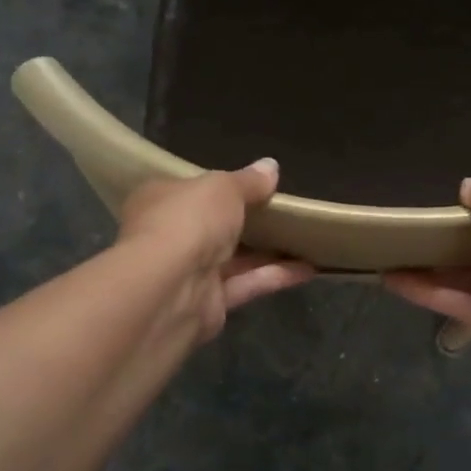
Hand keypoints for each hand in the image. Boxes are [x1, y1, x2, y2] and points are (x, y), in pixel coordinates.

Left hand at [116, 159, 315, 342]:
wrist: (170, 288)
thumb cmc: (188, 221)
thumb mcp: (223, 188)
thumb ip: (249, 181)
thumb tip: (271, 167)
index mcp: (160, 200)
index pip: (189, 191)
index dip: (218, 188)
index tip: (251, 185)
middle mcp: (170, 237)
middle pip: (212, 226)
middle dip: (246, 221)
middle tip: (285, 211)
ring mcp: (188, 273)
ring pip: (233, 258)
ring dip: (268, 251)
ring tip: (305, 239)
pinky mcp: (210, 304)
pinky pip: (247, 284)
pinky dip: (275, 276)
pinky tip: (310, 268)